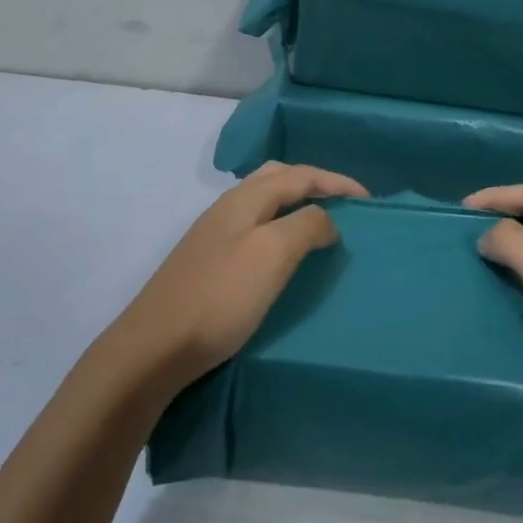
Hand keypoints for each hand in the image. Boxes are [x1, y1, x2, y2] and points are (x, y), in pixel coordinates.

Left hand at [111, 162, 367, 391]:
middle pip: (277, 178)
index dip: (336, 182)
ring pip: (263, 201)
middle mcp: (228, 207)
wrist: (153, 348)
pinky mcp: (208, 261)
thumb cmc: (220, 298)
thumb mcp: (272, 255)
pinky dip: (278, 225)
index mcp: (245, 199)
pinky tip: (282, 251)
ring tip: (320, 223)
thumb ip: (306, 226)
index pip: (300, 175)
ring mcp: (214, 234)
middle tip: (343, 203)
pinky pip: (254, 226)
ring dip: (294, 203)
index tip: (369, 199)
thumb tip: (326, 219)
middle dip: (313, 183)